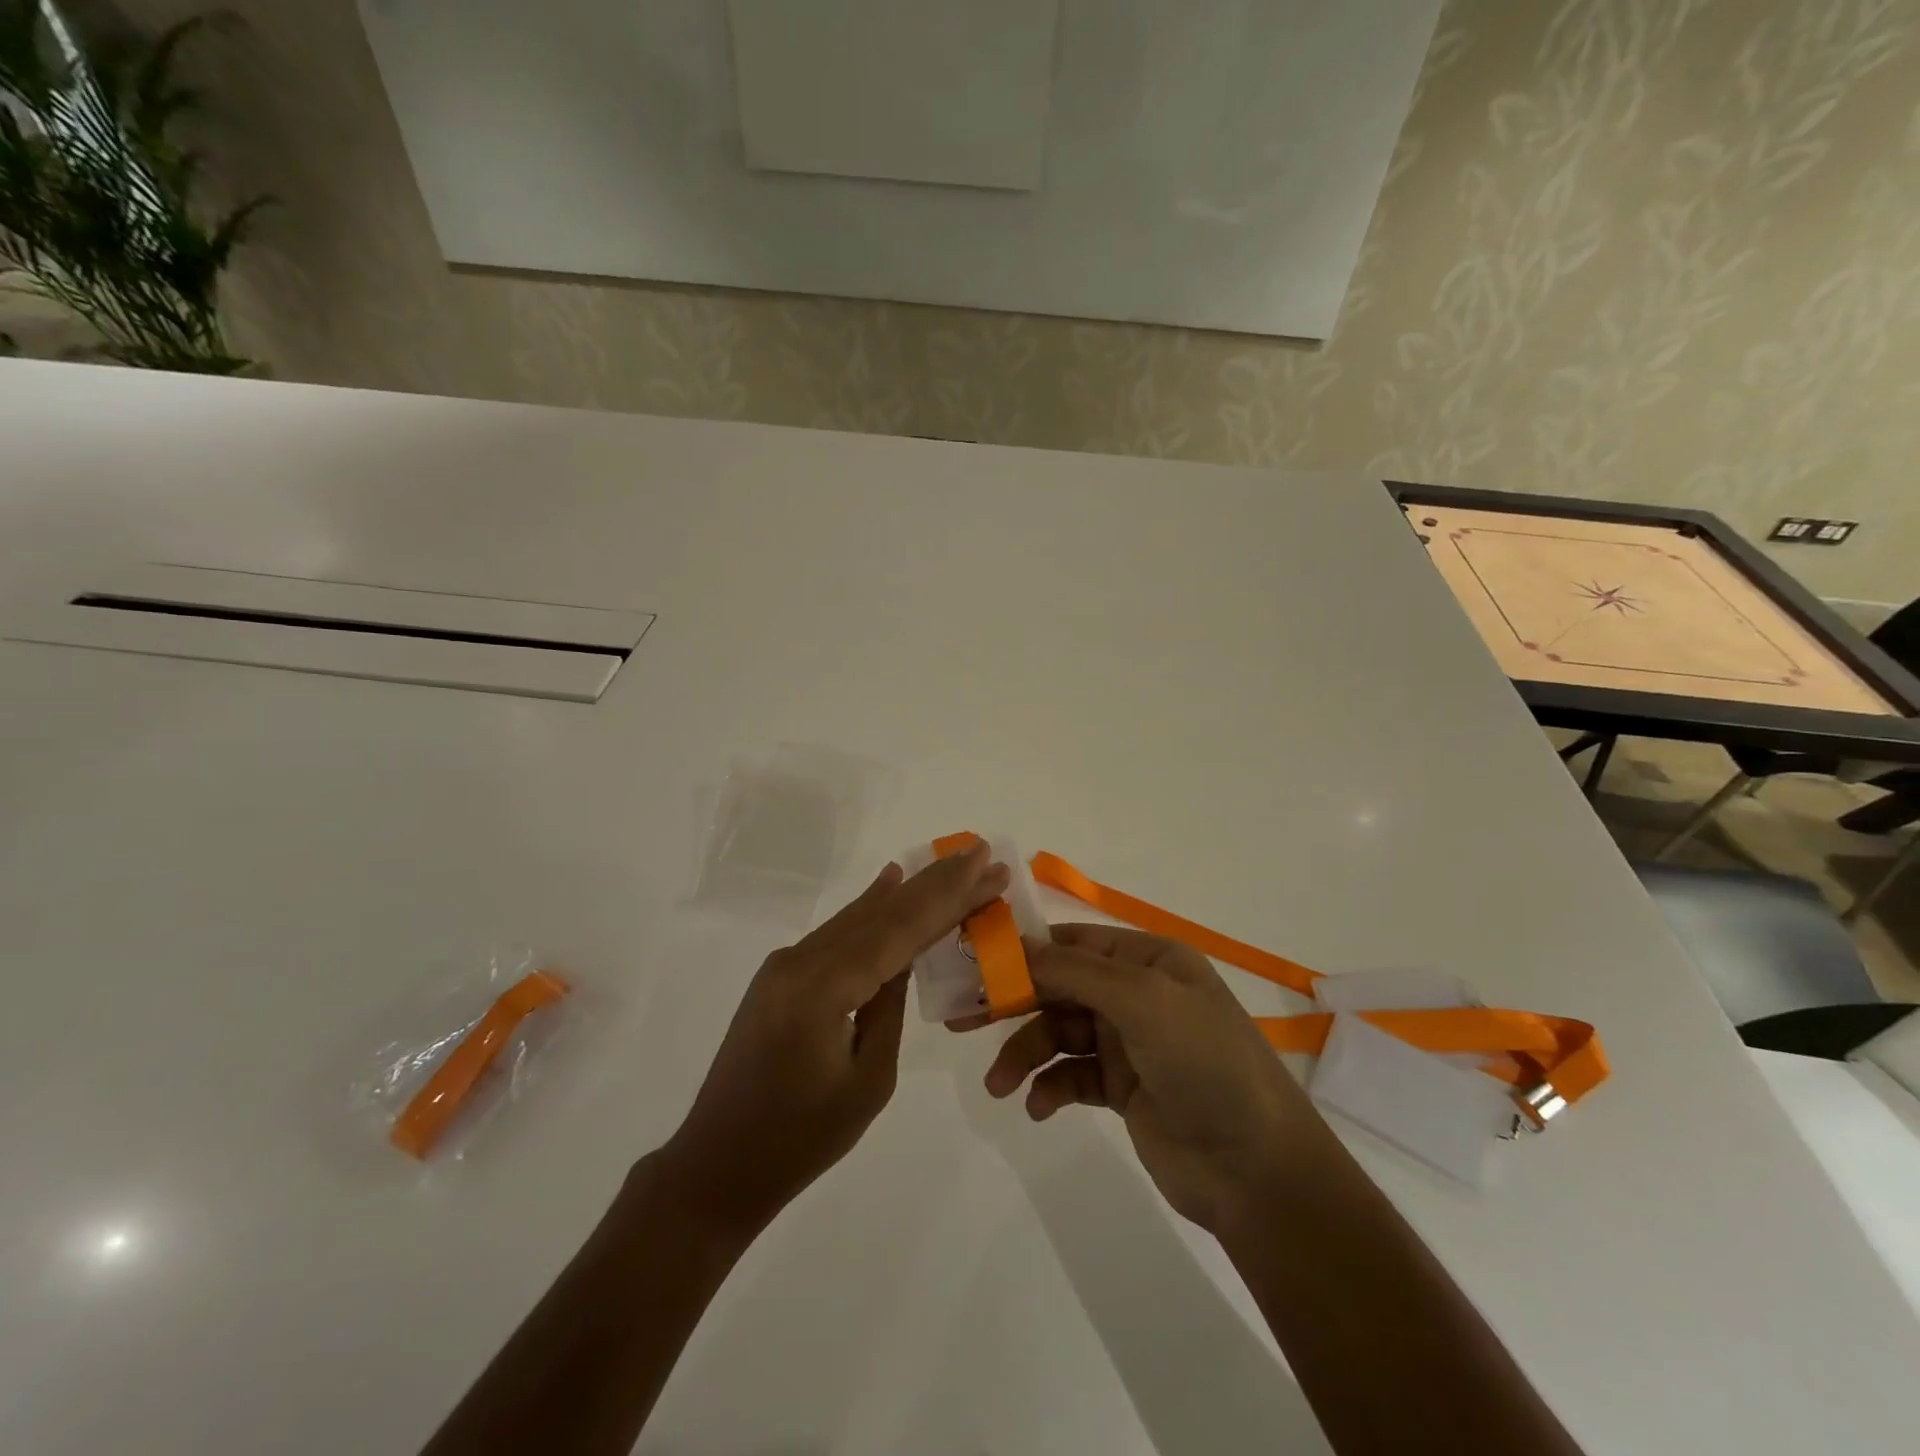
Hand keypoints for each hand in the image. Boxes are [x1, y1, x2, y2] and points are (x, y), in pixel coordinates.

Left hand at [659, 843, 1010, 1240]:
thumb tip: (903, 957)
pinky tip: (890, 883)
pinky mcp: (779, 975)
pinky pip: (837, 934)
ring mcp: (785, 964)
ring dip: (907, 893)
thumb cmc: (801, 1139)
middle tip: (980, 853)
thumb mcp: (869, 1079)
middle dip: (935, 884)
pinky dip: (871, 911)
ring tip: (951, 865)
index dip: (947, 894)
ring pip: (858, 917)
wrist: (716, 1166)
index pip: (900, 929)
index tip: (985, 861)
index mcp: (824, 987)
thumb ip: (889, 1006)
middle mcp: (800, 960)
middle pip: (881, 912)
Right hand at [972, 924, 1319, 1234]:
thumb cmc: (1204, 1064)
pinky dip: (1049, 1087)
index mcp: (1149, 959)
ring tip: (1000, 1086)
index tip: (977, 963)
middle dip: (1015, 1004)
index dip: (1026, 950)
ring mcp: (1130, 1042)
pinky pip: (1072, 1076)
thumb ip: (1075, 971)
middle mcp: (1137, 993)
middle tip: (963, 1019)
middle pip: (1061, 987)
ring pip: (1060, 1033)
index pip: (1075, 942)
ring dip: (1026, 1054)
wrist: (1257, 1170)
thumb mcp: (1143, 1001)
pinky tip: (1038, 1106)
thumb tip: (1017, 947)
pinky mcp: (1122, 1088)